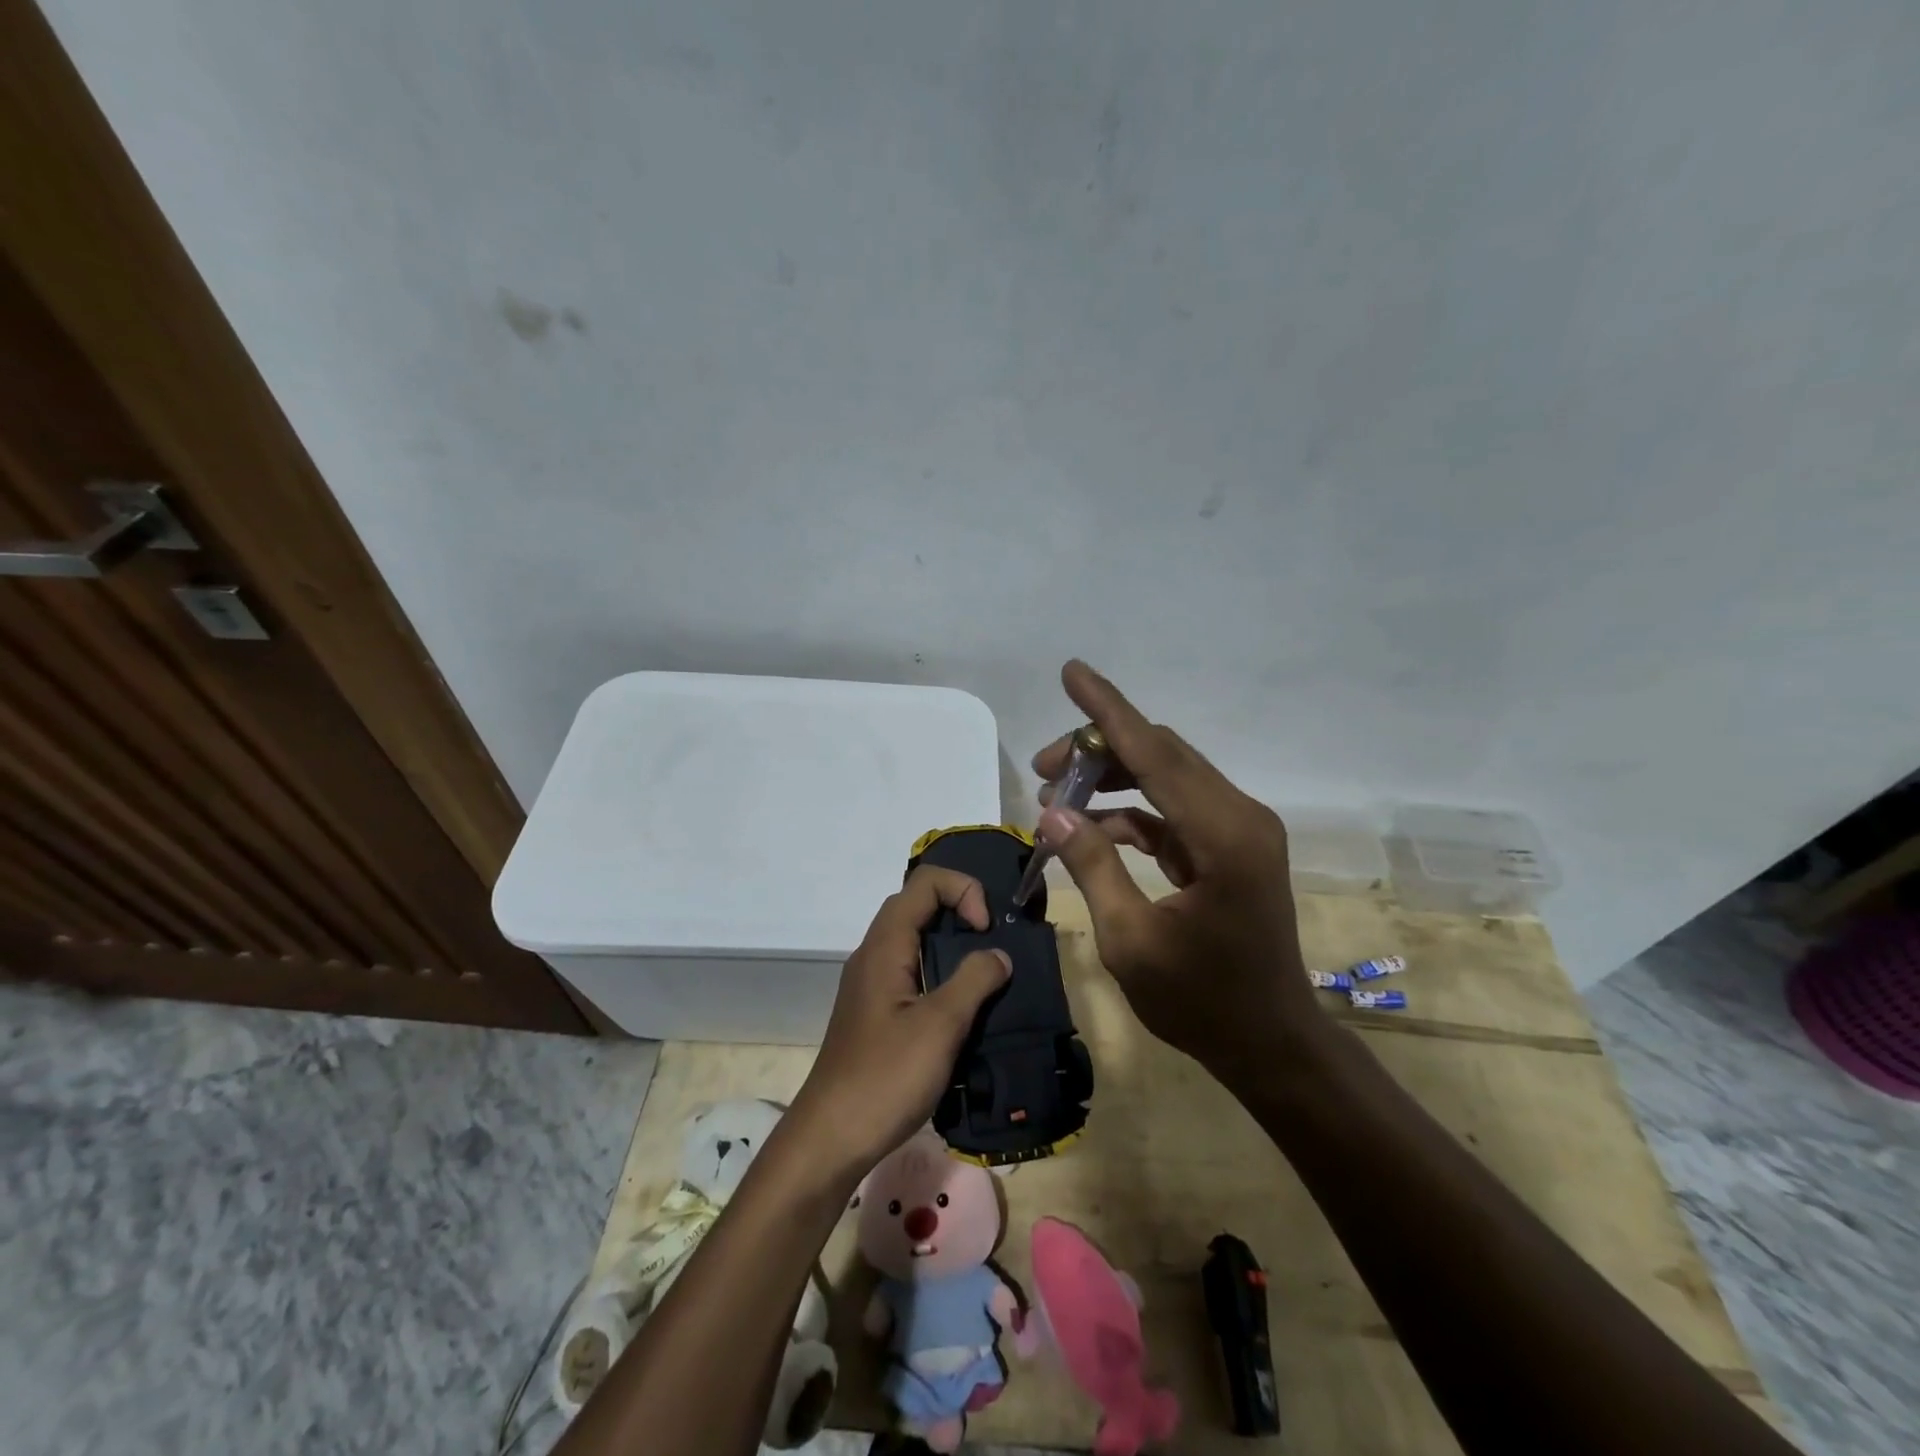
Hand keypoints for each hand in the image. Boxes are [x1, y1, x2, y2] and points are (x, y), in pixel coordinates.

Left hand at [788, 866, 1010, 1176]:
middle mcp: (873, 954)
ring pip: (913, 939)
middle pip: (916, 905)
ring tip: (986, 973)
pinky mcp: (875, 1011)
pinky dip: (940, 971)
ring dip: (951, 944)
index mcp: (885, 946)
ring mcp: (871, 983)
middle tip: (992, 944)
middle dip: (959, 910)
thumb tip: (999, 954)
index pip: (924, 883)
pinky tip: (961, 1007)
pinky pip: (910, 970)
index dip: (962, 890)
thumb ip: (974, 981)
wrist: (830, 1138)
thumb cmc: (885, 1077)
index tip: (985, 929)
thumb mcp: (940, 1026)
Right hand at [1031, 660, 1322, 1071]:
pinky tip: (1091, 828)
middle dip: (1098, 750)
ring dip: (1112, 780)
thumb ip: (1092, 866)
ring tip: (1055, 794)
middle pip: (1161, 755)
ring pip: (1166, 777)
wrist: (1271, 1044)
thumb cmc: (1202, 1002)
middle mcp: (1239, 815)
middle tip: (1042, 768)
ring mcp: (1238, 830)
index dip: (1108, 711)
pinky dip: (1131, 812)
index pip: (1155, 754)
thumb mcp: (1131, 939)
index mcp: (1222, 835)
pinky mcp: (1230, 846)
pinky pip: (1173, 810)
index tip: (1072, 671)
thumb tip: (1052, 811)